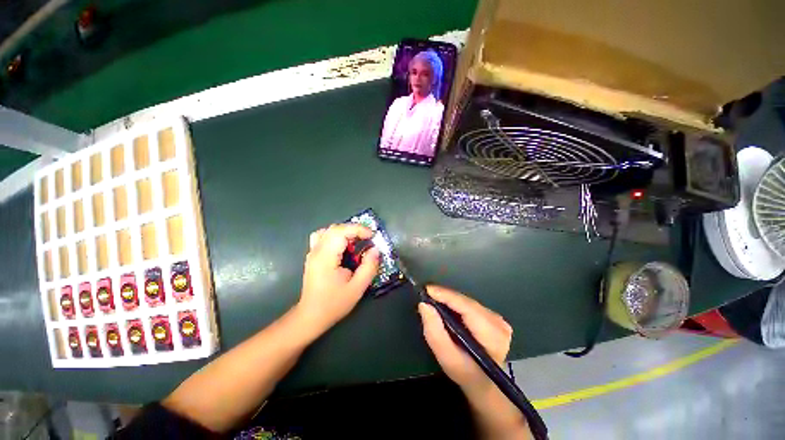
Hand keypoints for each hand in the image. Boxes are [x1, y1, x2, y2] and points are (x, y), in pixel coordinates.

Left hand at [297, 224, 379, 336]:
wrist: (311, 316)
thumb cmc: (334, 303)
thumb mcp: (357, 288)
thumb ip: (368, 267)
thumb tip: (375, 249)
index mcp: (326, 257)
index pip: (341, 231)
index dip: (358, 229)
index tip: (372, 235)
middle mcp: (317, 251)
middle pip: (334, 228)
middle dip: (353, 229)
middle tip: (367, 238)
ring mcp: (312, 253)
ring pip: (328, 231)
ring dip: (344, 231)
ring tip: (355, 241)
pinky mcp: (312, 256)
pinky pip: (323, 237)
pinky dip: (335, 236)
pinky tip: (343, 247)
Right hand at [418, 285, 512, 393]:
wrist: (483, 383)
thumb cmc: (465, 373)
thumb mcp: (446, 358)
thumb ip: (434, 332)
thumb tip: (424, 305)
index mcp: (492, 336)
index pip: (467, 307)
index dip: (446, 296)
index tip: (427, 289)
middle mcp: (498, 323)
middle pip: (466, 302)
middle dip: (445, 297)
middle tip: (426, 295)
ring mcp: (498, 319)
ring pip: (467, 301)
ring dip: (449, 300)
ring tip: (433, 299)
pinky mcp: (493, 316)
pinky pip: (470, 304)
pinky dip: (455, 304)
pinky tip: (446, 306)